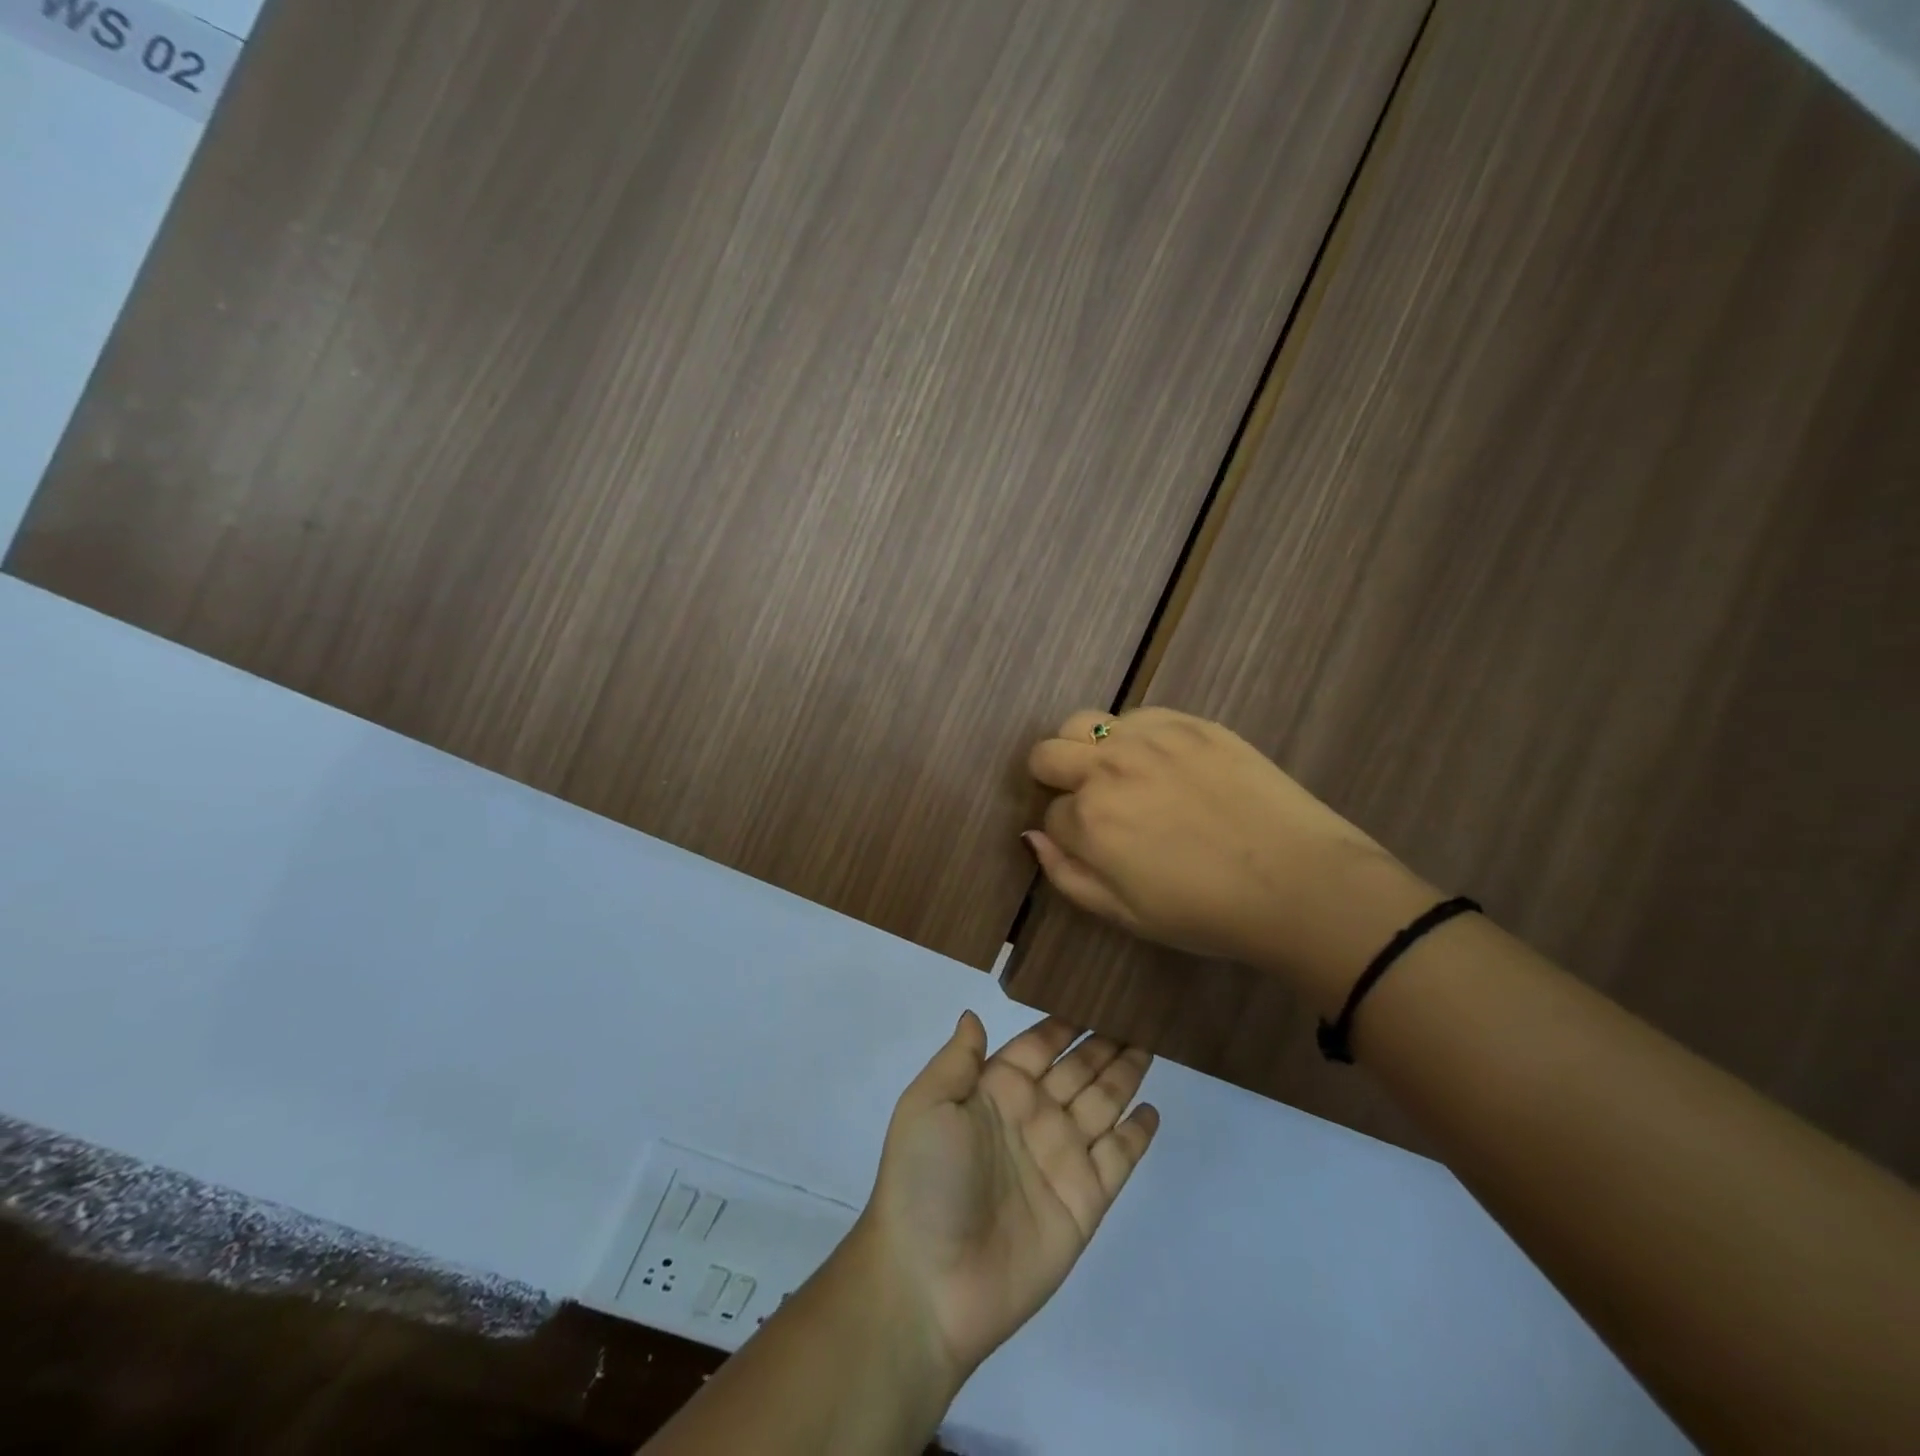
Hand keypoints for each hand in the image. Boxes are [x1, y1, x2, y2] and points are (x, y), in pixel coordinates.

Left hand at [858, 1013, 1157, 1381]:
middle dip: (1104, 1042)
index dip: (1065, 1022)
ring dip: (1125, 1074)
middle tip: (1136, 1011)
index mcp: (996, 1091)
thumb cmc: (924, 1181)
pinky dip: (1136, 1134)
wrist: (930, 1284)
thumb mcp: (927, 1105)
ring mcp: (1061, 1159)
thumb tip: (974, 1014)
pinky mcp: (1085, 1202)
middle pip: (1078, 1068)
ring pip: (1103, 1103)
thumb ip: (958, 1059)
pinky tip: (1151, 1109)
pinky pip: (1118, 1158)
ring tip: (1150, 1043)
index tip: (1094, 992)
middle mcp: (1033, 1117)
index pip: (1039, 1044)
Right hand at [1026, 707, 1434, 1008]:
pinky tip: (1162, 762)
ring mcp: (1148, 739)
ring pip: (1082, 723)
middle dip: (1054, 779)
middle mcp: (1108, 768)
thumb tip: (1032, 837)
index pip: (1049, 815)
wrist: (1300, 882)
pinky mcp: (1189, 723)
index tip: (1092, 846)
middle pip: (1046, 754)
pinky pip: (1135, 714)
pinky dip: (1132, 736)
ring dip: (1085, 749)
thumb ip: (1067, 876)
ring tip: (1118, 773)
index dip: (1066, 834)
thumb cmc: (1208, 912)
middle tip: (1089, 803)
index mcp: (1089, 821)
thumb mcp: (1126, 915)